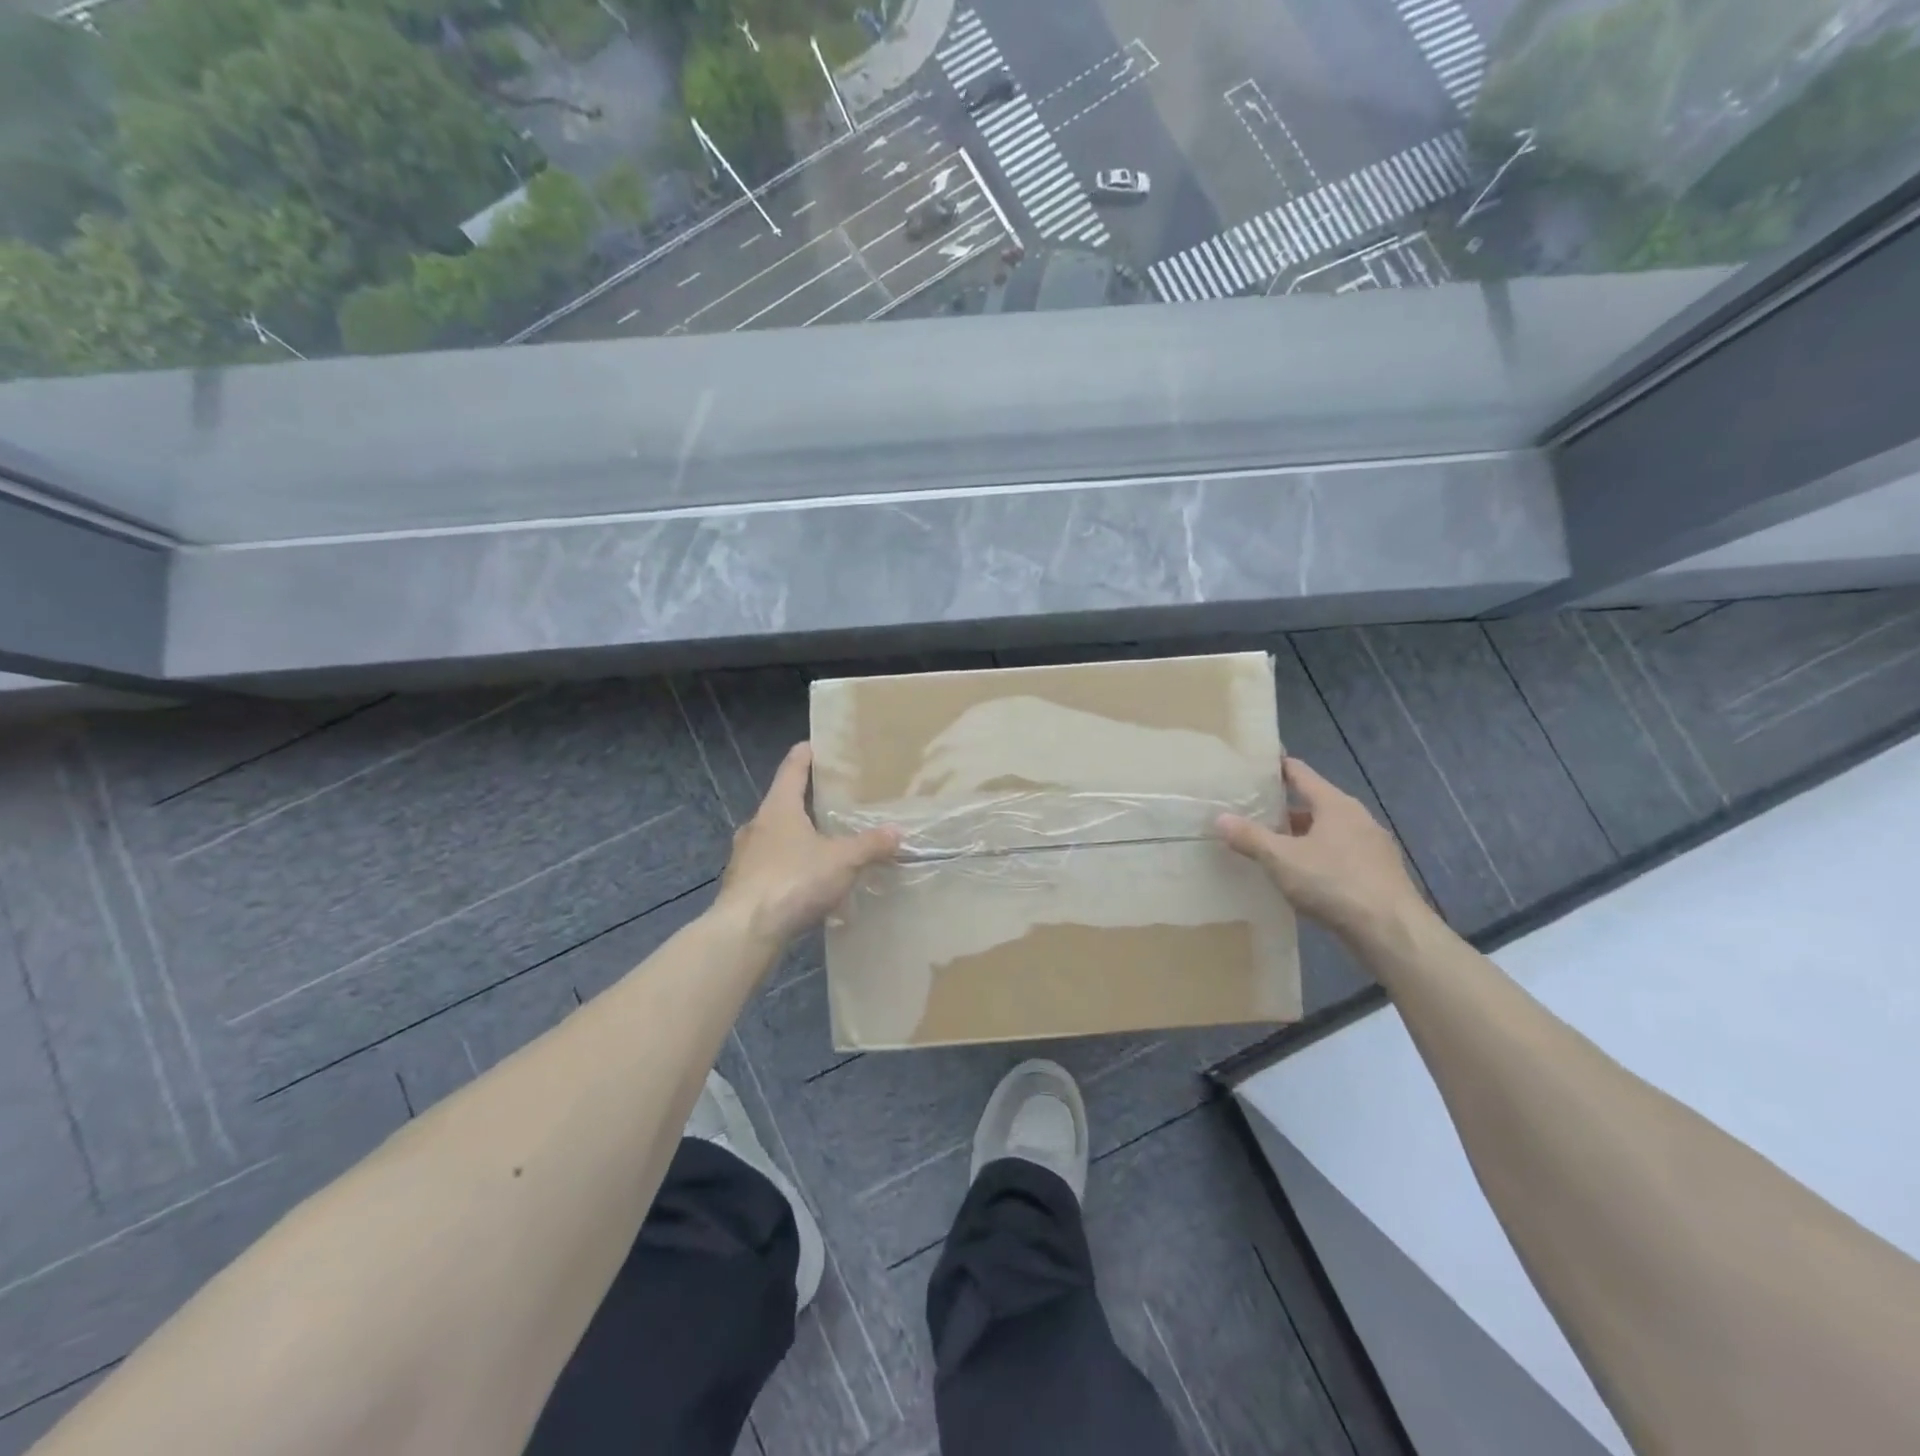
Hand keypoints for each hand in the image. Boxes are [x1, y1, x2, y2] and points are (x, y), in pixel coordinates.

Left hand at [716, 743, 900, 946]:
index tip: (816, 745)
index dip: (805, 754)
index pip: (792, 768)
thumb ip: (870, 844)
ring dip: (797, 841)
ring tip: (824, 849)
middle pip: (783, 804)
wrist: (745, 931)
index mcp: (778, 808)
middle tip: (832, 803)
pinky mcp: (742, 886)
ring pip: (776, 839)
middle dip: (806, 803)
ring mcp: (745, 857)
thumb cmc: (794, 880)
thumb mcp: (843, 861)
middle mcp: (757, 825)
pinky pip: (771, 869)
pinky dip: (789, 870)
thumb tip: (898, 832)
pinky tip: (807, 887)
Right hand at [1218, 757, 1428, 947]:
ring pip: (1328, 832)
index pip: (1301, 774)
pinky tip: (1303, 877)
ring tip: (1272, 847)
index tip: (1255, 765)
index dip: (1277, 767)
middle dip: (1285, 809)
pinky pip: (1341, 855)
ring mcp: (1373, 846)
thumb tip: (1220, 818)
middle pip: (1314, 804)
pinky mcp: (1379, 874)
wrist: (1392, 932)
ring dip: (1302, 837)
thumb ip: (1250, 837)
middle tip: (1252, 813)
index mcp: (1335, 804)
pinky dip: (1319, 858)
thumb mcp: (1281, 859)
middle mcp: (1358, 818)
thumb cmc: (1333, 882)